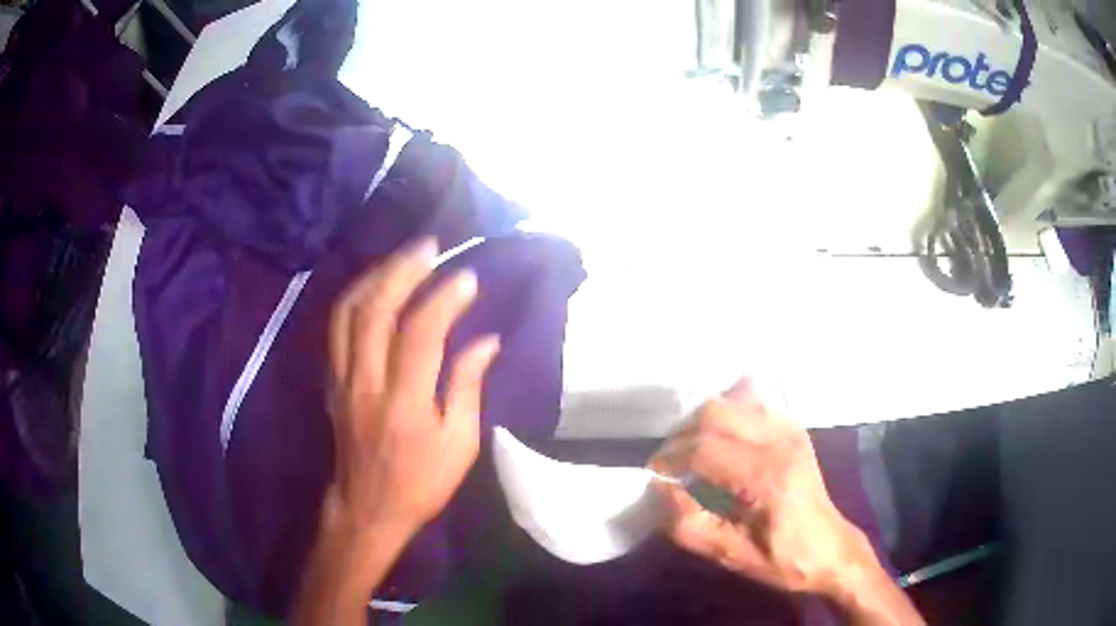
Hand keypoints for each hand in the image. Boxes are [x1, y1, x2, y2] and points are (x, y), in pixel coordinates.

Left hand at [295, 239, 498, 624]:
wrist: (367, 507)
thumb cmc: (421, 482)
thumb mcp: (459, 445)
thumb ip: (468, 387)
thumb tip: (487, 340)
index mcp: (405, 403)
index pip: (421, 334)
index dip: (444, 298)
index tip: (467, 277)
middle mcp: (367, 383)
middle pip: (376, 310)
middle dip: (403, 270)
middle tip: (430, 246)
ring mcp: (343, 378)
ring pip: (348, 312)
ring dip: (375, 276)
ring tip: (401, 257)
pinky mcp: (332, 380)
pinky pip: (335, 327)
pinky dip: (354, 296)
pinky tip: (373, 284)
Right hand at [650, 381, 923, 624]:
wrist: (831, 550)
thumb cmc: (783, 559)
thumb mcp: (732, 556)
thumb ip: (689, 525)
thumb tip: (659, 489)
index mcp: (765, 476)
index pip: (703, 449)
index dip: (669, 459)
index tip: (655, 476)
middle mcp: (779, 440)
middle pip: (715, 412)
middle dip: (682, 435)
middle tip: (671, 463)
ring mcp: (791, 428)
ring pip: (733, 396)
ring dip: (705, 418)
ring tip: (694, 448)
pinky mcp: (795, 426)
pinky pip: (759, 395)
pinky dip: (734, 403)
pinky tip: (726, 430)